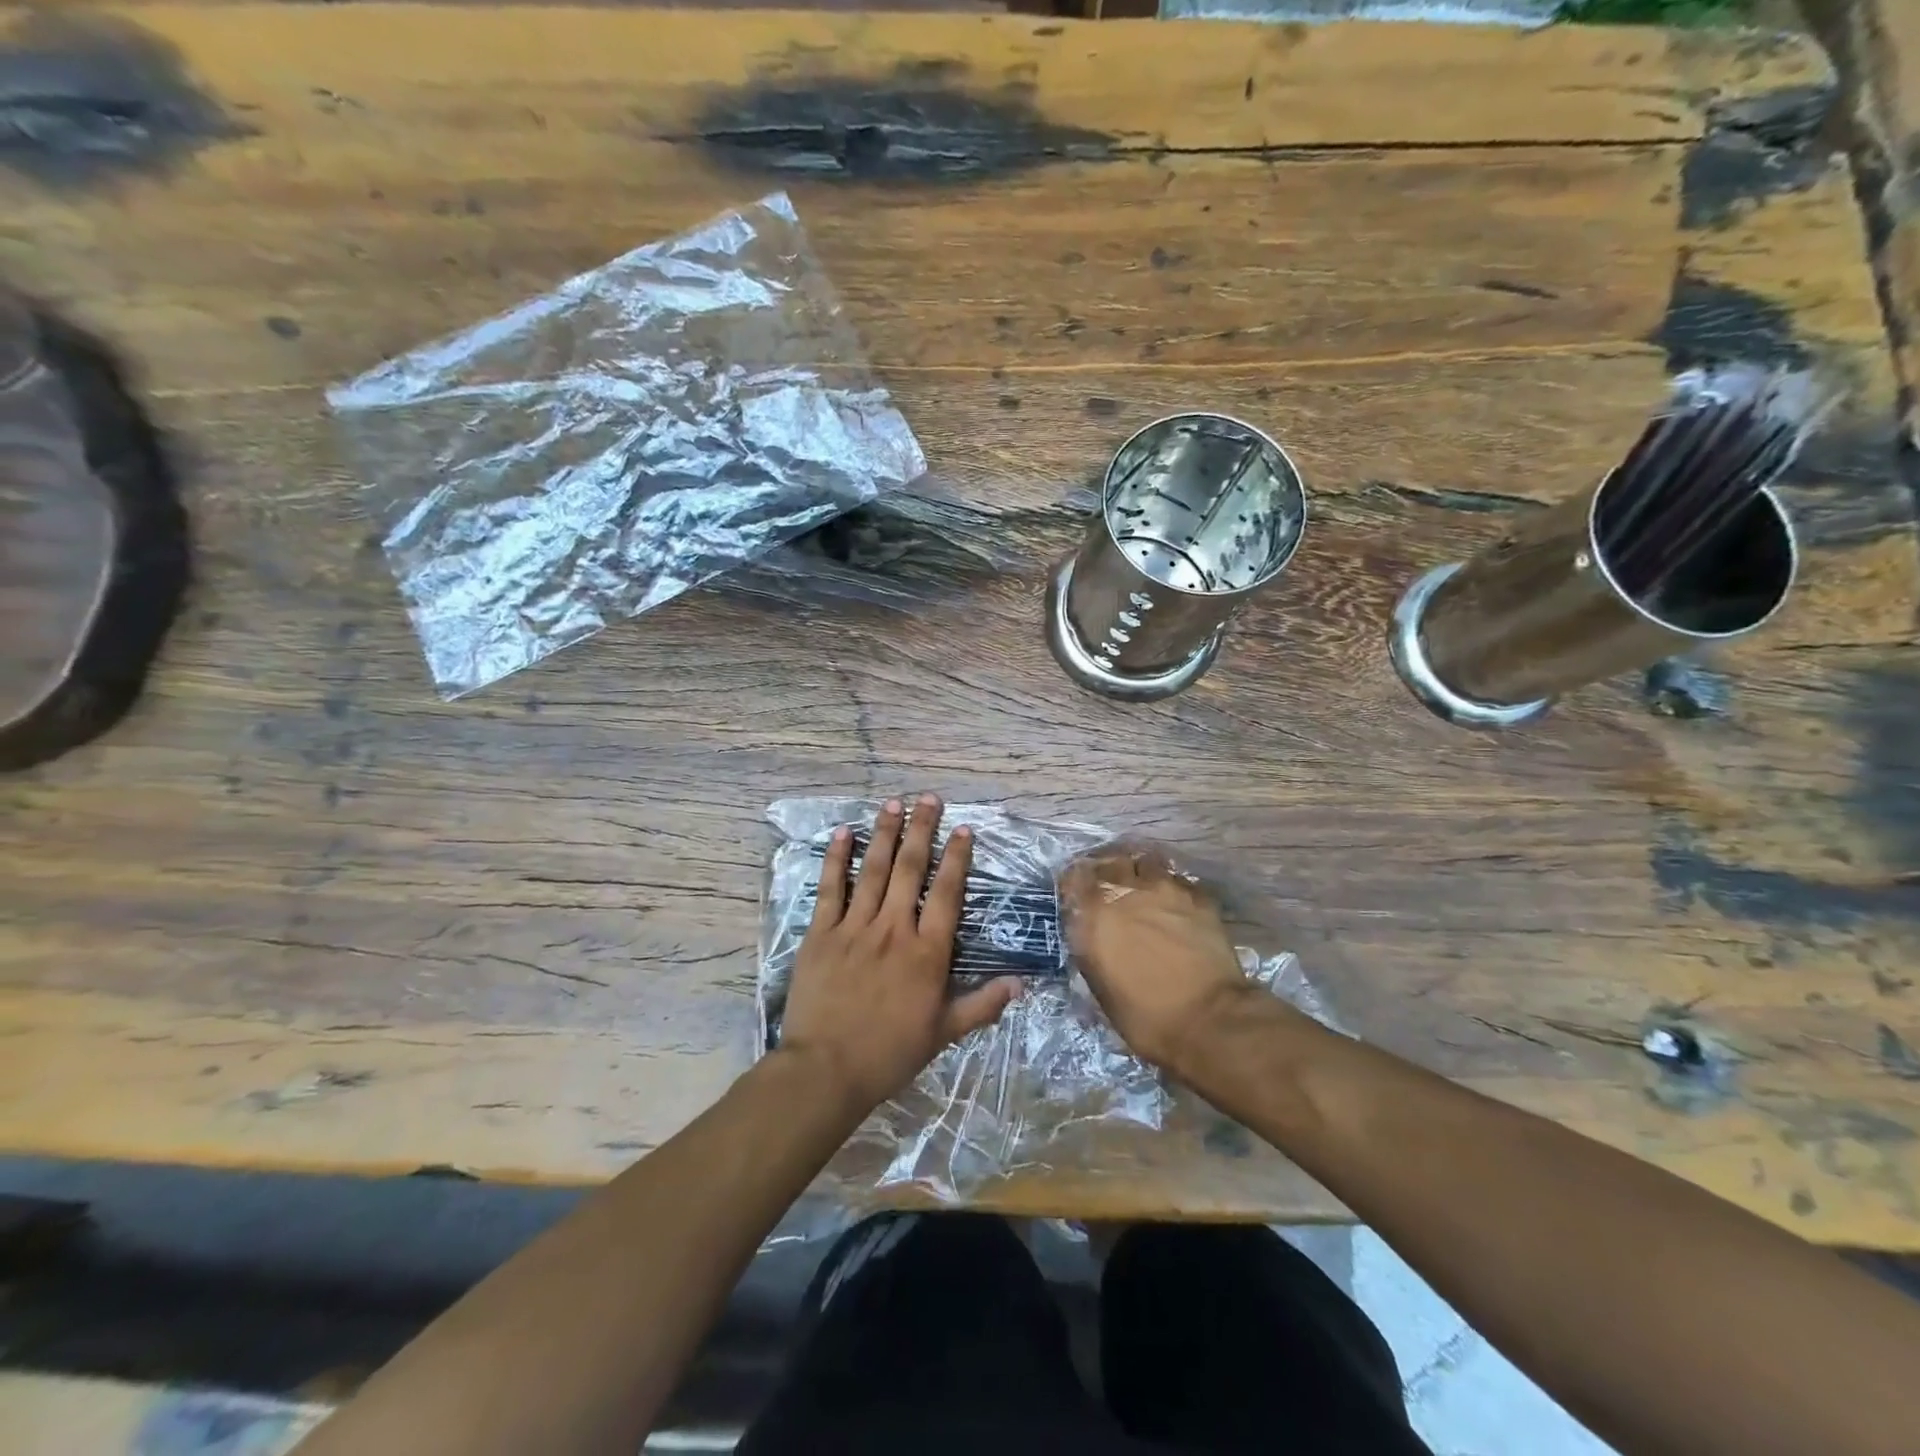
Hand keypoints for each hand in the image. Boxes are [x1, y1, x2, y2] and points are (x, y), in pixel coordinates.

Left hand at [779, 795, 1021, 1111]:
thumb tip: (1019, 984)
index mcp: (927, 952)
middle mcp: (894, 928)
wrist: (827, 1069)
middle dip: (921, 830)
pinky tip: (842, 833)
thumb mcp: (944, 1033)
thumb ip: (982, 1005)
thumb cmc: (889, 1053)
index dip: (957, 858)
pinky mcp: (822, 933)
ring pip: (873, 870)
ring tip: (892, 803)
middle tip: (927, 799)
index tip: (963, 829)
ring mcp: (855, 927)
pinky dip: (836, 858)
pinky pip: (830, 888)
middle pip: (910, 869)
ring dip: (884, 833)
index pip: (947, 893)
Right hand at [1062, 847, 1267, 1075]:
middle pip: (1110, 861)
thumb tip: (1091, 935)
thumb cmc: (1146, 1017)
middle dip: (1106, 870)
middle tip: (1110, 886)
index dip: (1075, 882)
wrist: (1209, 1020)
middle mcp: (1125, 891)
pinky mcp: (1198, 896)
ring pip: (1145, 862)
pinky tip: (1173, 902)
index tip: (1077, 892)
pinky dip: (1170, 886)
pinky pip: (1177, 879)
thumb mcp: (1100, 989)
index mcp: (1094, 914)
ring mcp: (1164, 888)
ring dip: (1140, 872)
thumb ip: (1091, 949)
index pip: (1074, 877)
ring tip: (1143, 887)